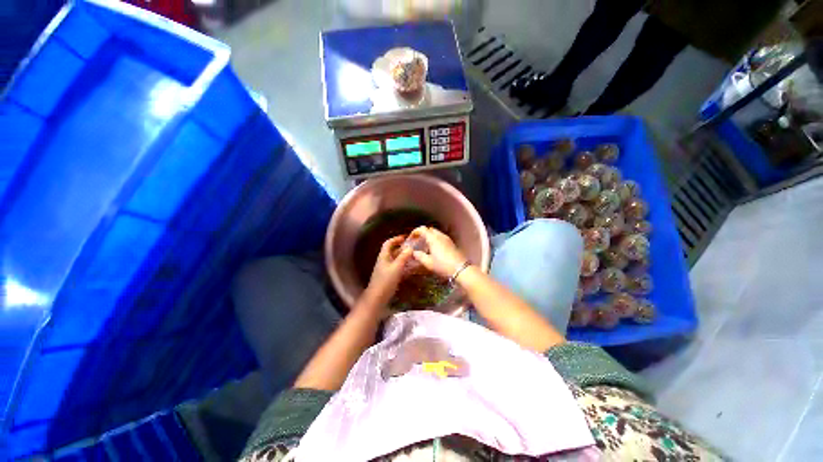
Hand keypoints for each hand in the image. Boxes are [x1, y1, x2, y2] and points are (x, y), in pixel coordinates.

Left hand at [366, 235, 413, 304]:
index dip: (396, 239)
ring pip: (395, 259)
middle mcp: (383, 261)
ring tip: (413, 256)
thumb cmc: (386, 281)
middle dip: (401, 248)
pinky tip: (410, 268)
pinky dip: (403, 265)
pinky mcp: (388, 277)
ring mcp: (385, 269)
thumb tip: (410, 248)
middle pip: (392, 251)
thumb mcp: (396, 267)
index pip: (388, 243)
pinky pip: (396, 267)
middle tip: (412, 247)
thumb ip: (403, 257)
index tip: (405, 237)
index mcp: (383, 256)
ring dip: (403, 257)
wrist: (377, 298)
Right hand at [408, 226, 467, 278]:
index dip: (415, 232)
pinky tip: (433, 249)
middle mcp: (440, 236)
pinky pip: (440, 237)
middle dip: (422, 233)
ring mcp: (447, 239)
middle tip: (417, 241)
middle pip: (429, 230)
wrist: (461, 269)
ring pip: (436, 233)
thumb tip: (414, 252)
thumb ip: (419, 256)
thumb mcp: (428, 263)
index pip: (422, 229)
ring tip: (425, 246)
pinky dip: (435, 240)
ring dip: (429, 237)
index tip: (411, 238)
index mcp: (433, 238)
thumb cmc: (443, 265)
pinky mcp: (451, 243)